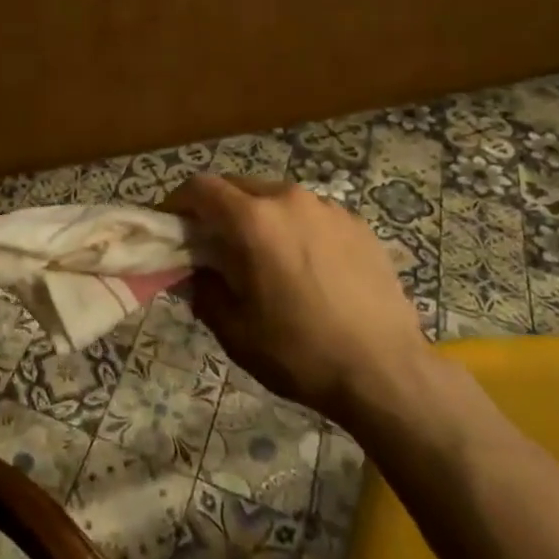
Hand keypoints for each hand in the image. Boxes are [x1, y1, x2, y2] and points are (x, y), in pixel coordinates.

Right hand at [165, 175, 432, 429]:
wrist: (386, 371)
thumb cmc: (301, 352)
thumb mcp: (236, 331)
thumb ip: (204, 291)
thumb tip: (193, 272)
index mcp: (254, 220)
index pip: (201, 187)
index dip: (179, 201)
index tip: (172, 224)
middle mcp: (289, 199)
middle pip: (239, 186)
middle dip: (219, 208)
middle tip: (214, 244)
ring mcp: (329, 208)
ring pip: (277, 198)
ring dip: (259, 217)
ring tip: (264, 257)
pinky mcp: (358, 224)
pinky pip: (312, 215)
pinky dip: (296, 229)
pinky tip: (307, 268)